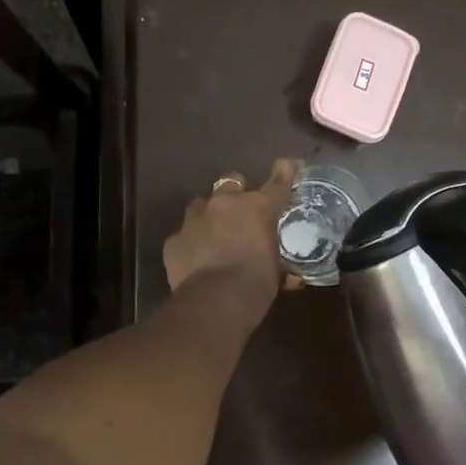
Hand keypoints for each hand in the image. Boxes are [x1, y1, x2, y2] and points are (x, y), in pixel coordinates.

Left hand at [164, 159, 300, 307]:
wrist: (215, 301)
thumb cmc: (256, 284)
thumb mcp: (275, 273)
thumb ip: (280, 266)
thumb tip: (291, 279)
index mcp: (256, 208)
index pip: (276, 183)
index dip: (284, 172)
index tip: (288, 163)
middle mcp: (224, 205)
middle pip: (230, 182)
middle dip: (236, 192)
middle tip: (241, 212)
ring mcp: (194, 220)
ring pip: (201, 205)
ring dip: (209, 215)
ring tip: (213, 235)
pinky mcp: (174, 240)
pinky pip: (183, 234)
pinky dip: (190, 242)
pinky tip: (195, 259)